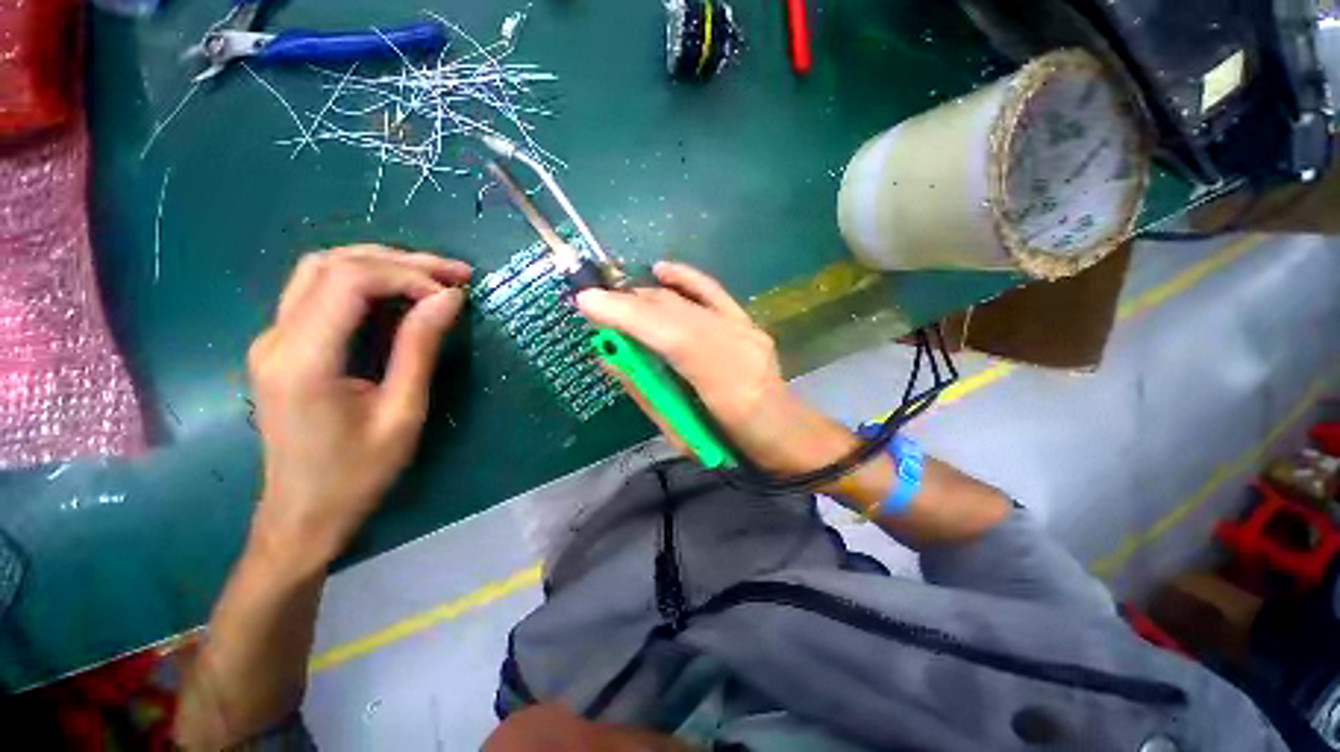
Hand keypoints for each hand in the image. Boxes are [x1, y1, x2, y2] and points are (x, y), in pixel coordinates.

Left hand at [246, 245, 469, 572]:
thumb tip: (448, 299)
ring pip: (321, 270)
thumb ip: (420, 348)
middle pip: (331, 264)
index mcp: (303, 359)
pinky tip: (400, 294)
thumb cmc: (358, 473)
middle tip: (455, 273)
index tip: (454, 295)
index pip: (349, 281)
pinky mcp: (282, 346)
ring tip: (433, 277)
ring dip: (380, 265)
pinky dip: (364, 282)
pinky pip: (319, 293)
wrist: (303, 514)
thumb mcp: (403, 412)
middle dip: (399, 261)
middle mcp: (277, 337)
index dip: (408, 276)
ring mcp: (273, 339)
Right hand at [576, 262, 863, 484]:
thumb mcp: (681, 435)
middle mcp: (741, 348)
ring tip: (618, 300)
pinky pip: (714, 292)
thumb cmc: (731, 447)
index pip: (673, 338)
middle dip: (631, 303)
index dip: (630, 316)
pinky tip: (662, 270)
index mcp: (726, 386)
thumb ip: (646, 391)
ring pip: (690, 302)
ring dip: (648, 297)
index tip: (587, 302)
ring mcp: (748, 330)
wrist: (785, 433)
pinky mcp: (749, 322)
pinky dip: (686, 278)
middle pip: (678, 313)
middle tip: (595, 305)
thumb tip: (610, 355)